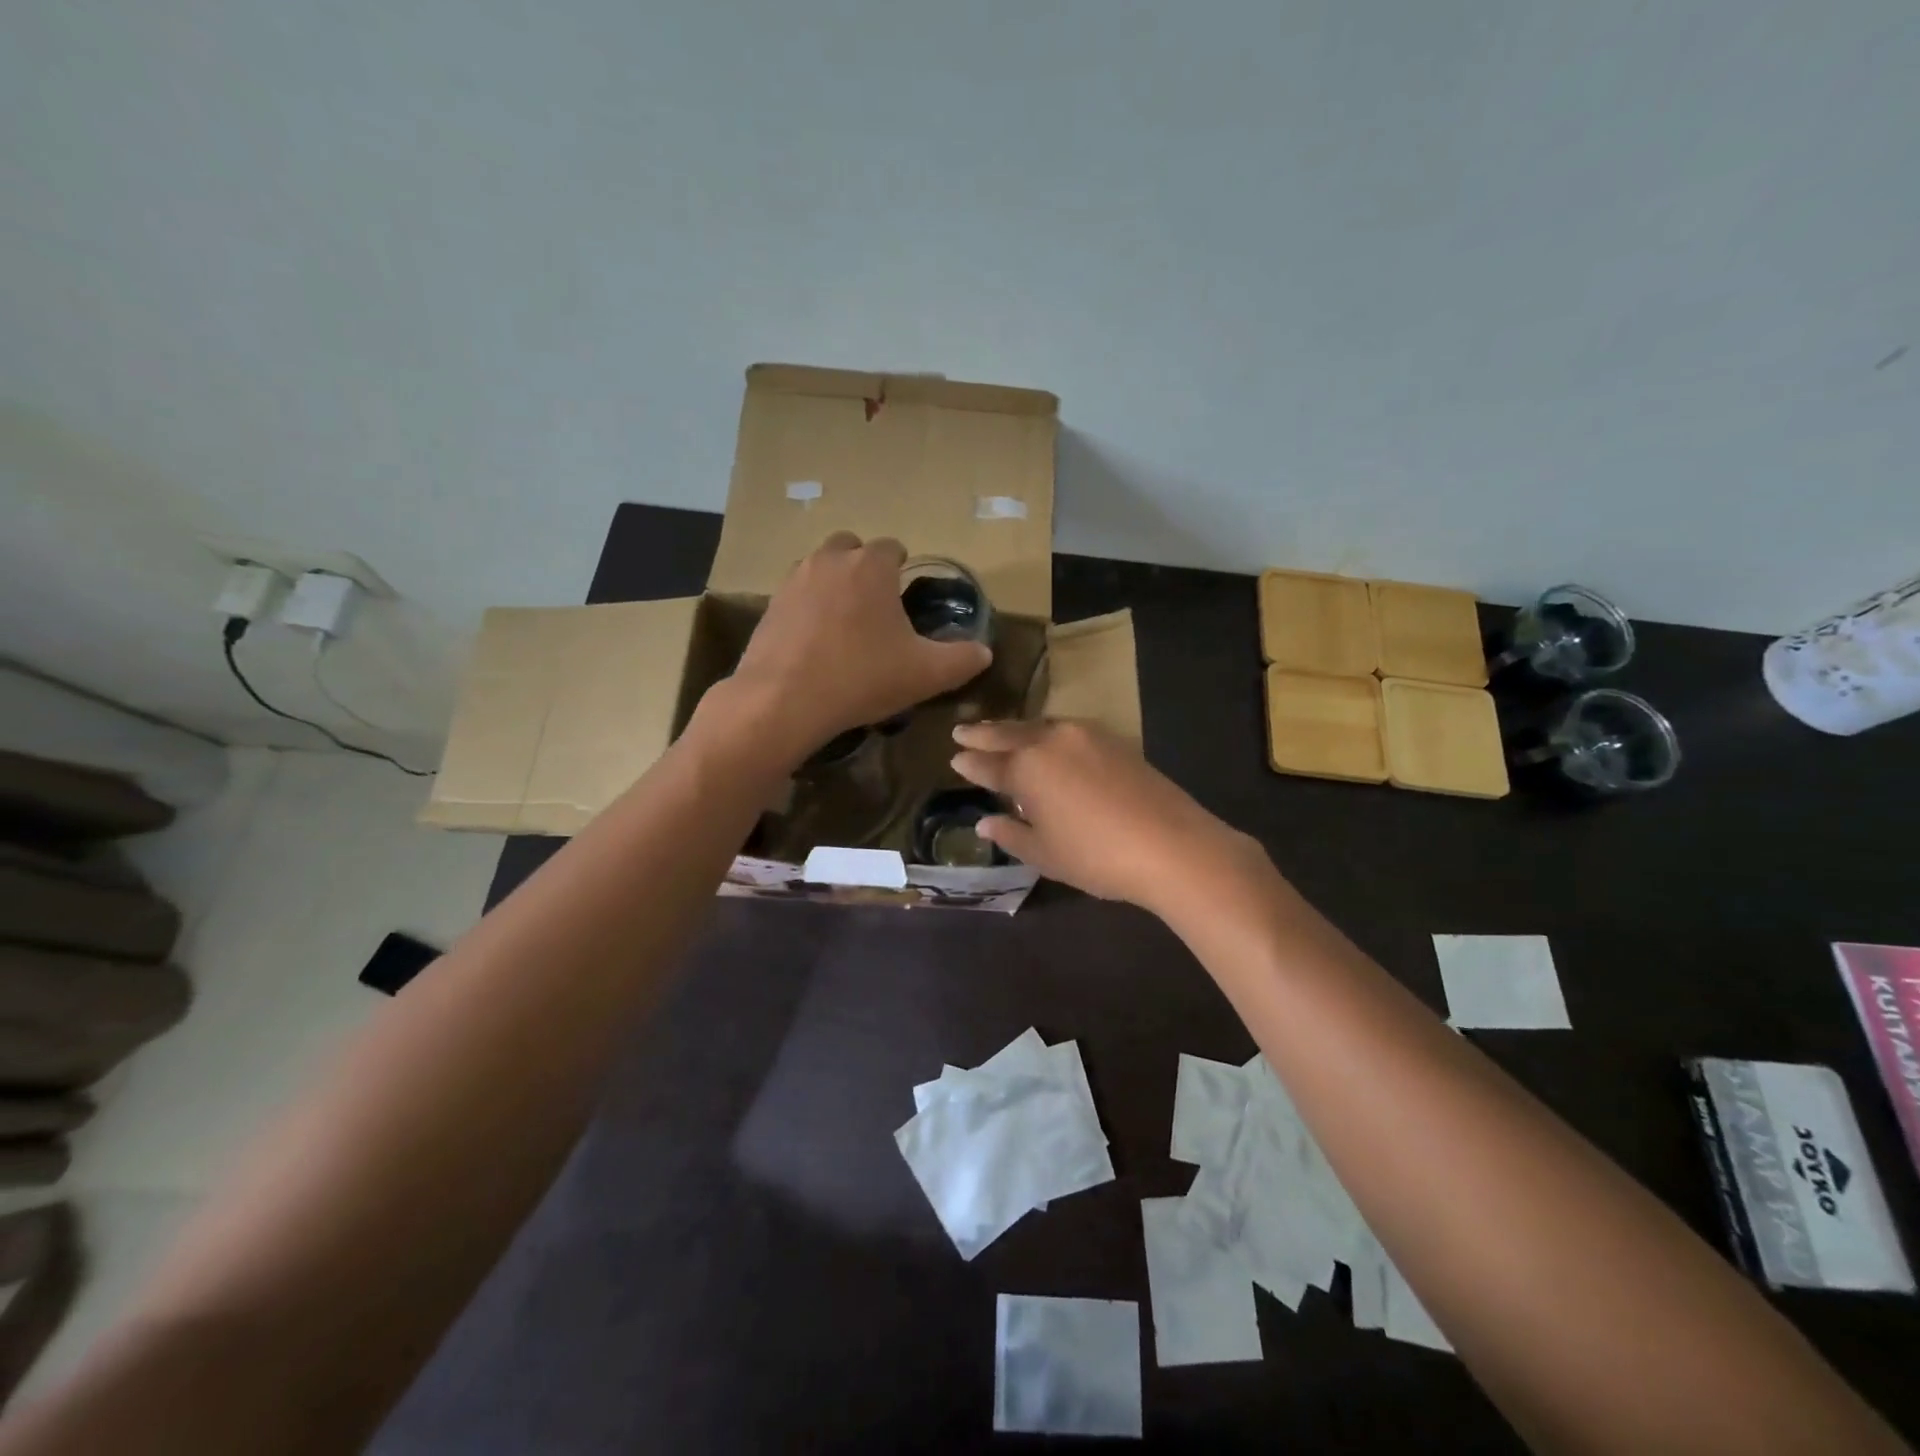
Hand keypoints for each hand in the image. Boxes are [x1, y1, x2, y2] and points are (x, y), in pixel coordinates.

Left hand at [715, 533, 990, 766]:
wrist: (784, 701)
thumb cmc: (862, 678)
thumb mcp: (926, 674)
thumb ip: (963, 660)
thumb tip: (984, 653)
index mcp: (871, 565)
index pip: (893, 548)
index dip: (903, 571)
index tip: (906, 600)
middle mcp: (830, 560)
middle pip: (852, 549)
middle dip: (865, 570)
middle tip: (876, 611)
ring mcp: (794, 580)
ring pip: (821, 570)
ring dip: (835, 587)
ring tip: (846, 627)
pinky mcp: (769, 606)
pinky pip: (797, 598)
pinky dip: (809, 611)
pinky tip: (816, 645)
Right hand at [949, 719, 1271, 912]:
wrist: (1172, 845)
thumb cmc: (1097, 856)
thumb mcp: (1045, 854)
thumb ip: (1011, 833)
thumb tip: (984, 822)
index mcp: (1027, 767)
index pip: (988, 763)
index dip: (969, 763)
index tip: (954, 757)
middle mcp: (1051, 741)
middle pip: (1009, 734)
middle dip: (983, 733)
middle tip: (962, 731)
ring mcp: (1085, 735)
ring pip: (1039, 727)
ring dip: (1016, 730)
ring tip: (999, 733)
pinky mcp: (1113, 739)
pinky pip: (1066, 730)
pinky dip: (1046, 733)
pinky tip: (1046, 741)